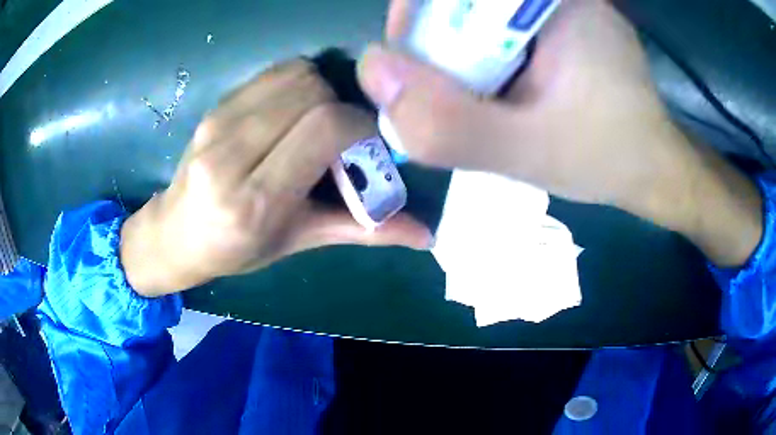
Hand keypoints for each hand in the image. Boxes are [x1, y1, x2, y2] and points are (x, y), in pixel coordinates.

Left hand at [121, 60, 431, 296]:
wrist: (175, 233)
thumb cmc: (235, 249)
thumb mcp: (298, 242)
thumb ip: (362, 230)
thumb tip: (426, 235)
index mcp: (255, 200)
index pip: (325, 128)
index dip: (361, 128)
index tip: (367, 147)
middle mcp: (232, 153)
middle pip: (313, 93)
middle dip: (342, 109)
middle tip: (342, 140)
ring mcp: (218, 123)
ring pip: (295, 75)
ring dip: (321, 94)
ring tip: (316, 126)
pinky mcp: (215, 106)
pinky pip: (273, 74)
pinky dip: (297, 85)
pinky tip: (291, 114)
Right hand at [358, 0, 762, 266]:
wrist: (652, 167)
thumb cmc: (607, 158)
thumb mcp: (529, 154)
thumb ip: (451, 124)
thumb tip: (373, 72)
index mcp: (555, 3)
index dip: (416, 13)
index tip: (409, 61)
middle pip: (464, 0)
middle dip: (436, 38)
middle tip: (439, 90)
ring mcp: (562, 7)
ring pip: (479, 11)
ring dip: (459, 49)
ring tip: (473, 96)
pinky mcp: (563, 24)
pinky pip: (502, 25)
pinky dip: (483, 53)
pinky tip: (497, 88)